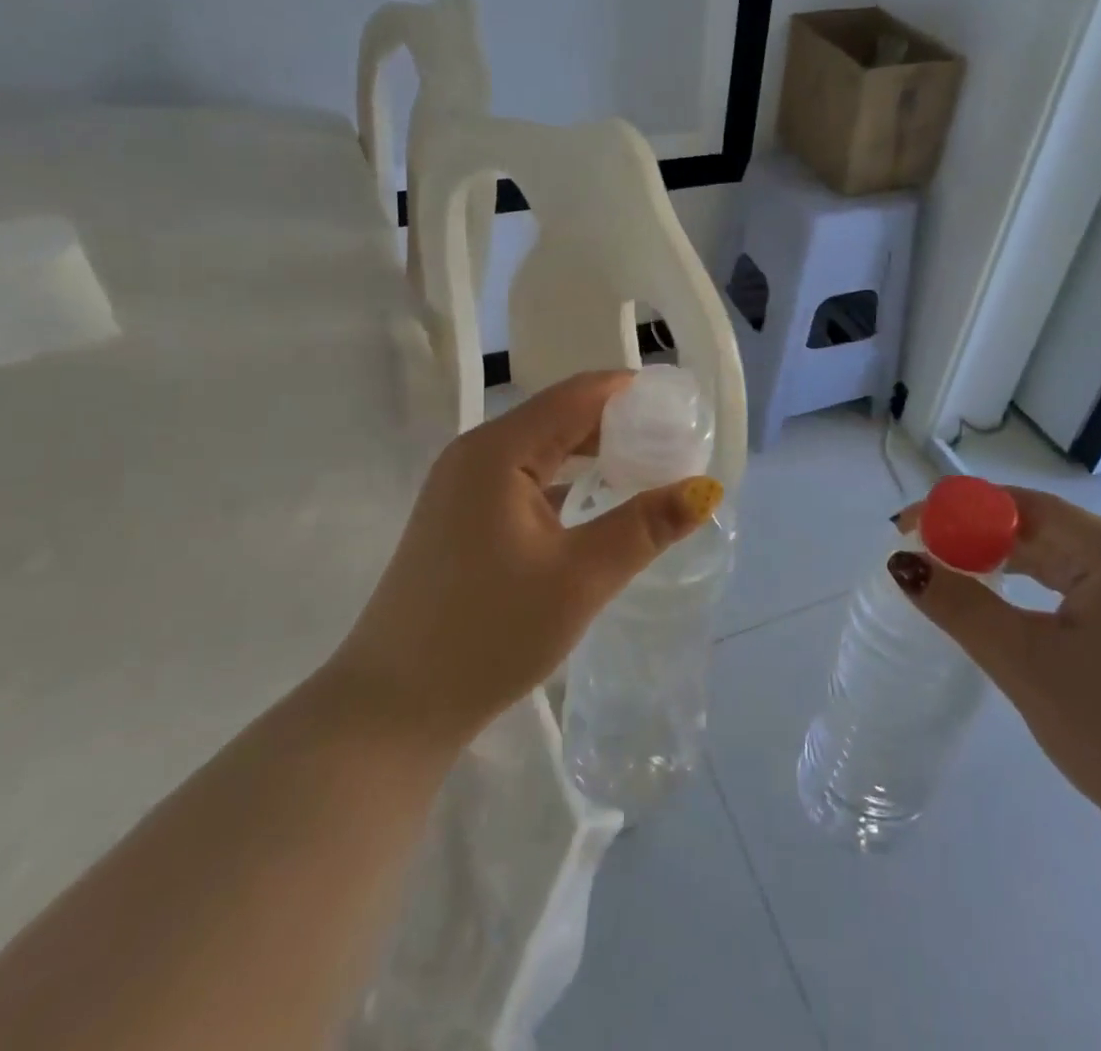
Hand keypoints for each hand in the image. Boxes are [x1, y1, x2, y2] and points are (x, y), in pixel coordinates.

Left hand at [330, 371, 723, 751]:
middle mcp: (476, 453)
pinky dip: (566, 479)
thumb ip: (645, 526)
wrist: (393, 708)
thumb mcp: (580, 578)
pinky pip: (524, 477)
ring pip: (543, 447)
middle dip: (620, 423)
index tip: (684, 407)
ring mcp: (462, 485)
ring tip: (649, 467)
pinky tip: (597, 500)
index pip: (579, 395)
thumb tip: (706, 489)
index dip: (633, 393)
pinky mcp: (461, 516)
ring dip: (594, 452)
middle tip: (677, 443)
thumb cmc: (489, 634)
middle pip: (561, 416)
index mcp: (499, 450)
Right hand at [892, 486, 1100, 868]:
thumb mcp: (1026, 664)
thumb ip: (960, 606)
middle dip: (974, 538)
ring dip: (1001, 565)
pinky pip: (1076, 591)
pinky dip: (1031, 593)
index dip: (956, 509)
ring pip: (1056, 561)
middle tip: (919, 558)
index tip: (905, 528)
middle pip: (1039, 528)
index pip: (1021, 506)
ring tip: (949, 580)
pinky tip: (1003, 612)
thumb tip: (903, 564)